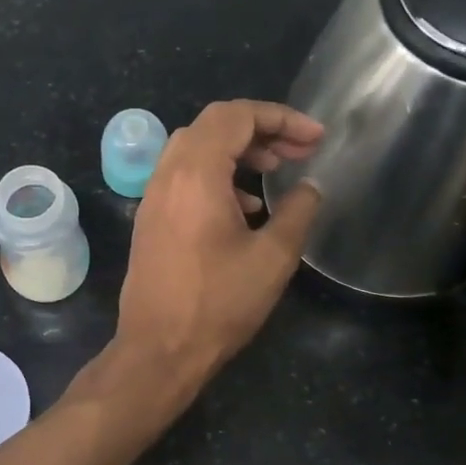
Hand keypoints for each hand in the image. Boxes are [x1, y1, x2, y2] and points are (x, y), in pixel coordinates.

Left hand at [116, 100, 322, 389]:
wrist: (159, 348)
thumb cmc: (218, 303)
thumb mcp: (273, 258)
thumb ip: (297, 212)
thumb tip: (310, 188)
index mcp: (196, 174)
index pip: (236, 116)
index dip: (281, 117)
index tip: (315, 138)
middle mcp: (167, 175)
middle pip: (213, 125)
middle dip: (260, 129)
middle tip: (298, 151)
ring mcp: (153, 196)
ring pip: (195, 148)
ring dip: (237, 150)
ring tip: (275, 171)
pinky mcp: (150, 218)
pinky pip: (183, 176)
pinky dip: (216, 174)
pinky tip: (245, 207)